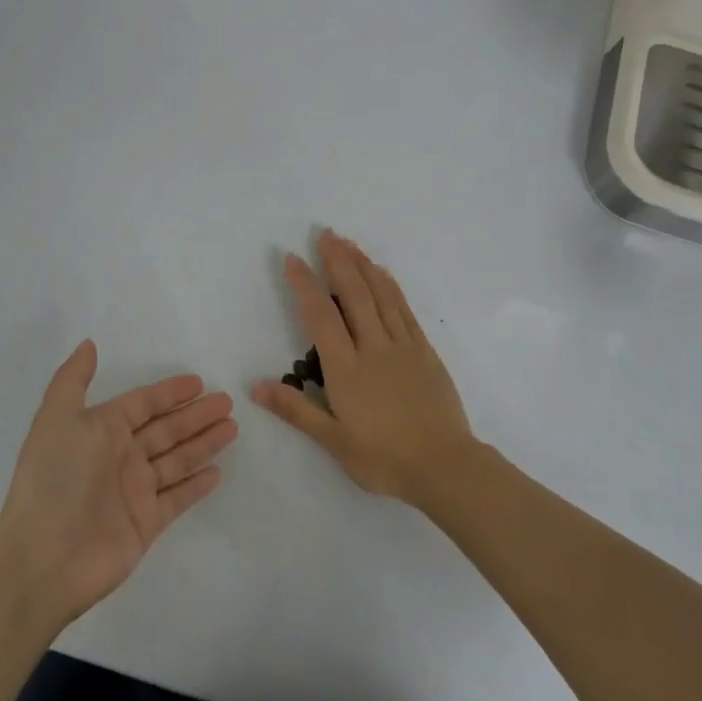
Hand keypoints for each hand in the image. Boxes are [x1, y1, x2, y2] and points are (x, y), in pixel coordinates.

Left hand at [0, 340, 236, 623]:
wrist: (45, 556)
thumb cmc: (55, 479)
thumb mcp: (57, 419)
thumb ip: (73, 380)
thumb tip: (88, 344)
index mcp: (100, 430)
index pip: (142, 404)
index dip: (169, 392)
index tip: (198, 382)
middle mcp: (119, 457)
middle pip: (166, 429)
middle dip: (196, 414)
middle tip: (228, 401)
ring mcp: (135, 491)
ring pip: (177, 459)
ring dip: (204, 443)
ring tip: (233, 427)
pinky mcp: (147, 523)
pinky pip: (178, 497)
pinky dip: (196, 484)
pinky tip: (218, 472)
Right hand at [251, 230, 474, 506]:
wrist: (445, 467)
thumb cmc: (384, 459)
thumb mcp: (334, 441)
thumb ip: (296, 410)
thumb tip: (256, 387)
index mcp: (347, 369)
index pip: (321, 316)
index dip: (305, 284)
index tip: (293, 258)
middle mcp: (373, 348)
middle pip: (354, 295)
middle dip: (337, 261)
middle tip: (325, 233)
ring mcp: (403, 347)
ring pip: (381, 296)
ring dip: (364, 266)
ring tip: (350, 243)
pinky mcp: (424, 352)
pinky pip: (405, 310)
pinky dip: (391, 287)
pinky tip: (384, 274)